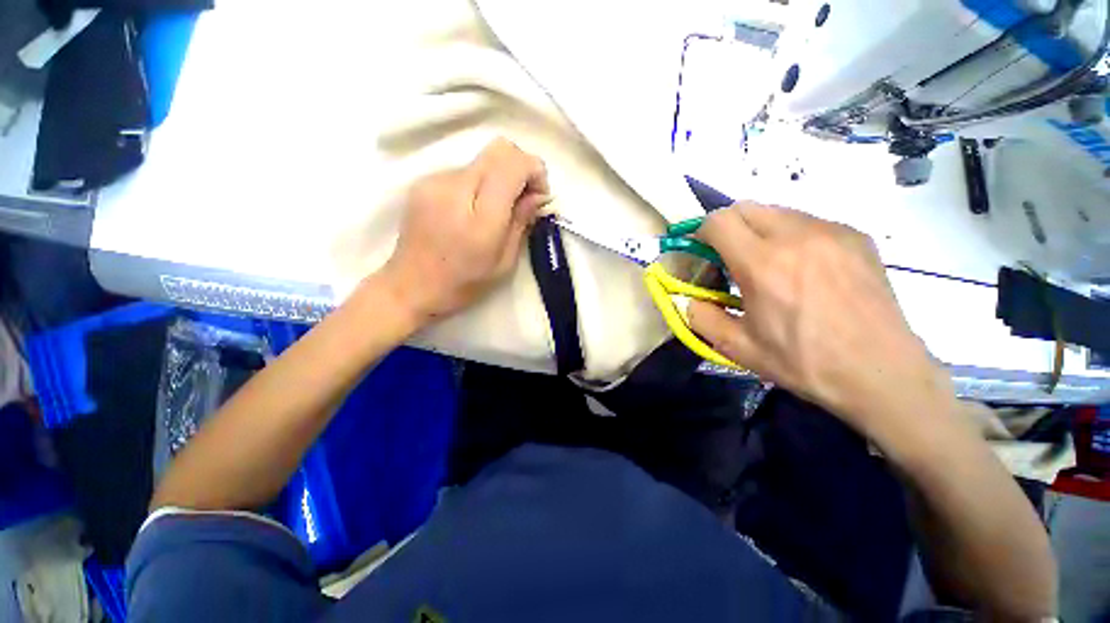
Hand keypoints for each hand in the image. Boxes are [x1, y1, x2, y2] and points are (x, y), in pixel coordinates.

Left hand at [377, 138, 549, 324]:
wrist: (410, 285)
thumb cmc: (463, 283)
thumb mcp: (503, 262)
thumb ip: (522, 223)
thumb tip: (539, 195)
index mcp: (480, 217)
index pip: (513, 163)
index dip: (535, 170)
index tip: (539, 194)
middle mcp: (455, 187)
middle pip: (499, 149)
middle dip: (521, 167)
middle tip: (523, 198)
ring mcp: (435, 180)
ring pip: (482, 160)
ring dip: (499, 177)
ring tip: (496, 210)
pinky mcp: (424, 182)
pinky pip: (463, 170)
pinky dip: (479, 183)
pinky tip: (472, 211)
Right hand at [688, 202, 954, 440]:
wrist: (881, 373)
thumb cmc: (803, 362)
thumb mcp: (737, 348)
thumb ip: (700, 317)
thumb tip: (690, 298)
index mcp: (763, 264)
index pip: (718, 221)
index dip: (701, 233)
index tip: (703, 252)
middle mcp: (797, 236)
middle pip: (746, 207)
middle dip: (727, 227)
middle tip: (730, 257)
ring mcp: (832, 232)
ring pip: (777, 212)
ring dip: (759, 230)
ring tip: (768, 265)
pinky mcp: (856, 237)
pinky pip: (808, 222)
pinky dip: (791, 236)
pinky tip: (803, 269)